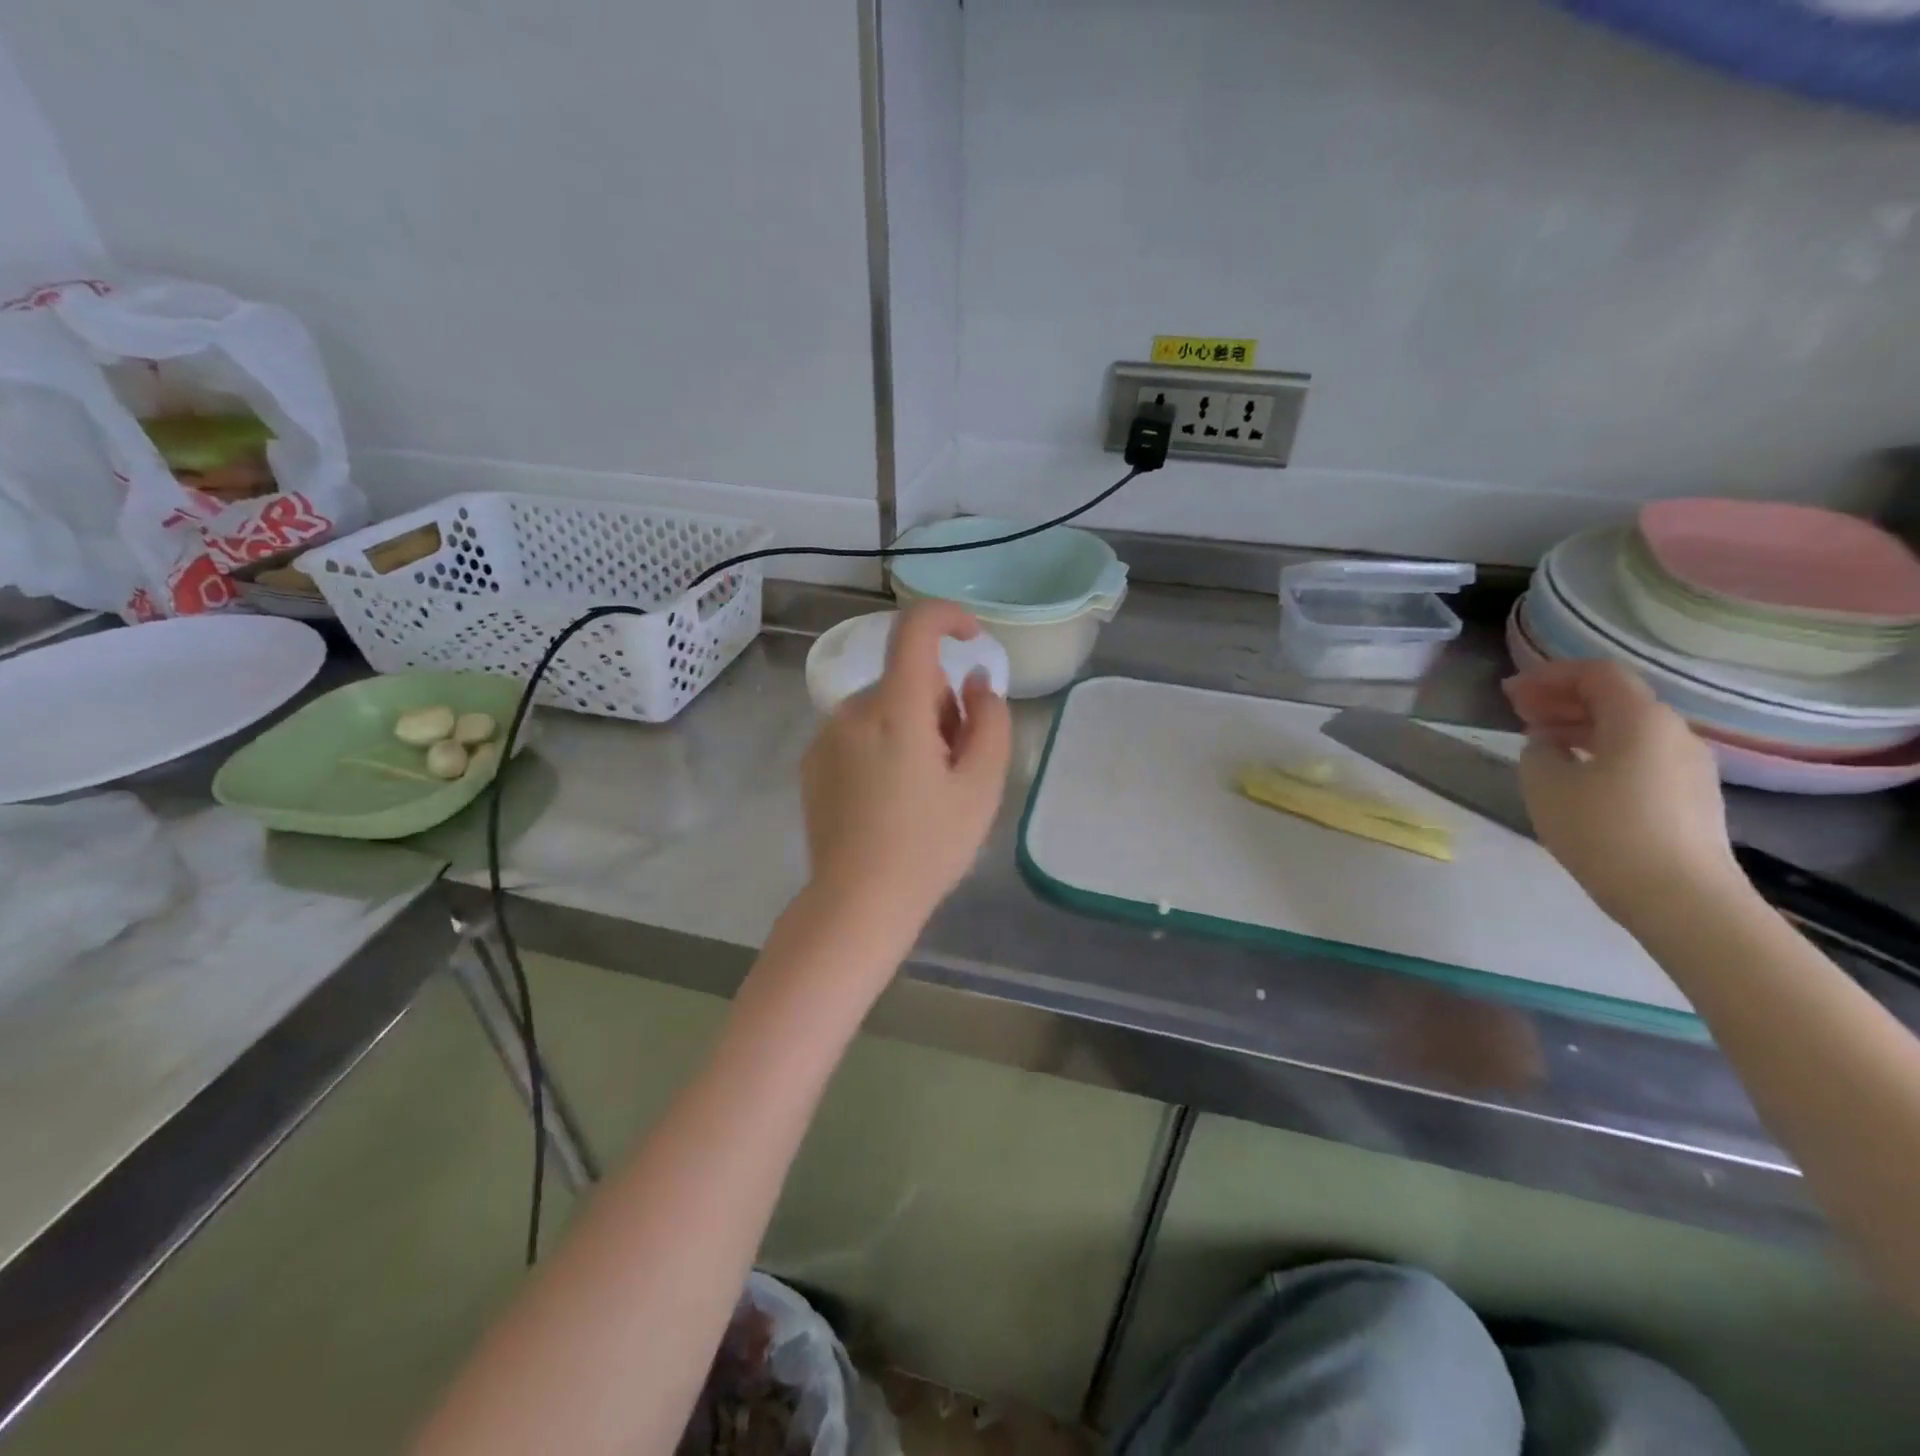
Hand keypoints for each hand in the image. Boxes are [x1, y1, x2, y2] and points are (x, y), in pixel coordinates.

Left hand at [800, 601, 1012, 931]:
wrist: (857, 903)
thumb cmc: (929, 846)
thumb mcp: (982, 786)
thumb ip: (990, 720)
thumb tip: (975, 682)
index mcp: (896, 708)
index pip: (915, 628)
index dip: (949, 617)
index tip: (973, 639)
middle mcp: (853, 710)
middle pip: (907, 679)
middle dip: (939, 704)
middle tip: (955, 763)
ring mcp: (826, 736)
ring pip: (884, 707)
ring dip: (911, 727)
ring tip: (922, 789)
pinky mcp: (813, 762)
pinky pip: (858, 732)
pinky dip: (882, 745)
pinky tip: (887, 800)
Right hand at [1503, 660, 1741, 927]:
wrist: (1680, 898)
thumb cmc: (1604, 830)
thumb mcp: (1545, 783)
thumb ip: (1538, 750)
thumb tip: (1548, 743)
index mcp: (1641, 720)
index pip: (1596, 674)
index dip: (1549, 675)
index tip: (1510, 692)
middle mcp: (1673, 732)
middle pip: (1615, 698)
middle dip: (1562, 699)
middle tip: (1517, 711)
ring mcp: (1688, 766)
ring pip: (1627, 729)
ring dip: (1579, 726)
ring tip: (1539, 742)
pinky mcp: (1689, 796)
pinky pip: (1639, 755)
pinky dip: (1601, 750)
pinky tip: (1574, 773)